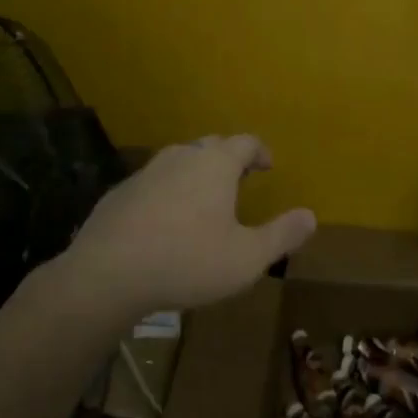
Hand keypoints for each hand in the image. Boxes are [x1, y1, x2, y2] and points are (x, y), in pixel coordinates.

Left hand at [52, 135, 315, 318]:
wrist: (106, 275)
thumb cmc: (187, 261)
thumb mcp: (246, 257)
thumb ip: (282, 235)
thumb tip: (311, 216)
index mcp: (215, 164)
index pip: (245, 142)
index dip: (260, 152)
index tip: (267, 167)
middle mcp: (182, 157)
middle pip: (211, 145)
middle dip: (228, 158)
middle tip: (239, 180)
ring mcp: (146, 172)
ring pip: (179, 161)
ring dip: (195, 173)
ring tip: (203, 200)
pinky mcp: (119, 193)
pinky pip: (152, 183)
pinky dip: (166, 192)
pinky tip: (164, 222)